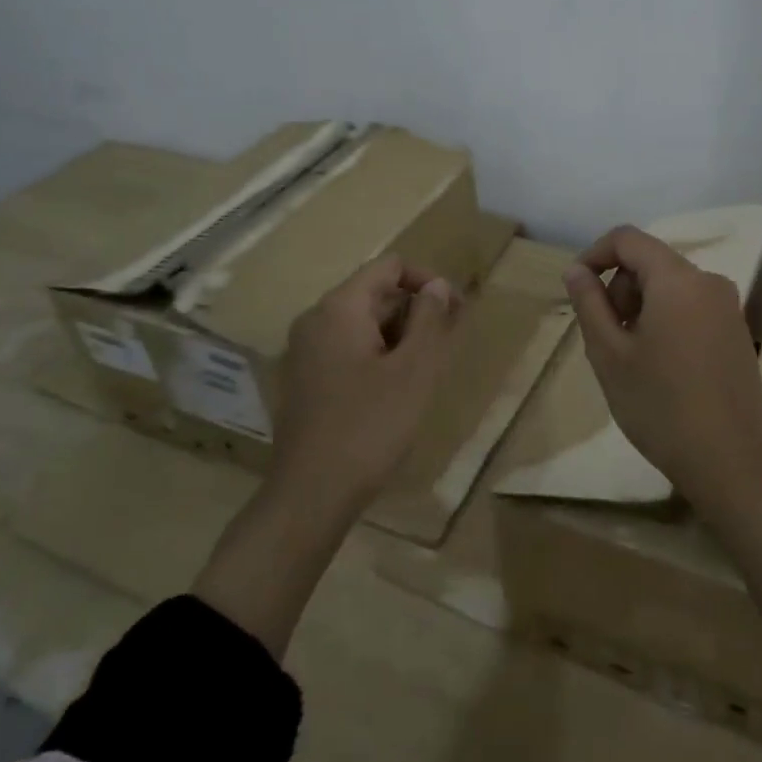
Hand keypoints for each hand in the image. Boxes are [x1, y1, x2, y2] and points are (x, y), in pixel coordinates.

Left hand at [270, 254, 460, 512]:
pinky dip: (377, 356)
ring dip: (399, 337)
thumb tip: (438, 286)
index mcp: (339, 308)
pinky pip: (347, 350)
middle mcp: (315, 320)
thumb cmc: (370, 427)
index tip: (456, 312)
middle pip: (374, 293)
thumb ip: (429, 319)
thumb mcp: (414, 370)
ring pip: (362, 324)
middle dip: (415, 311)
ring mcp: (305, 351)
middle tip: (446, 347)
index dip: (427, 281)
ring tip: (425, 372)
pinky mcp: (305, 380)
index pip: (389, 266)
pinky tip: (394, 392)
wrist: (311, 495)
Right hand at [561, 225, 761, 508]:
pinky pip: (692, 307)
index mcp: (677, 280)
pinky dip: (667, 320)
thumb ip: (589, 302)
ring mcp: (729, 308)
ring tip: (633, 357)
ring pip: (671, 286)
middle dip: (620, 288)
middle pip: (651, 262)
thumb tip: (577, 271)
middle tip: (607, 337)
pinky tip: (662, 367)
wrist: (728, 460)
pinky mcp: (738, 332)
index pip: (628, 239)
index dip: (594, 254)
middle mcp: (709, 282)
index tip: (577, 288)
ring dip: (642, 307)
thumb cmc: (658, 405)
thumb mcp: (609, 353)